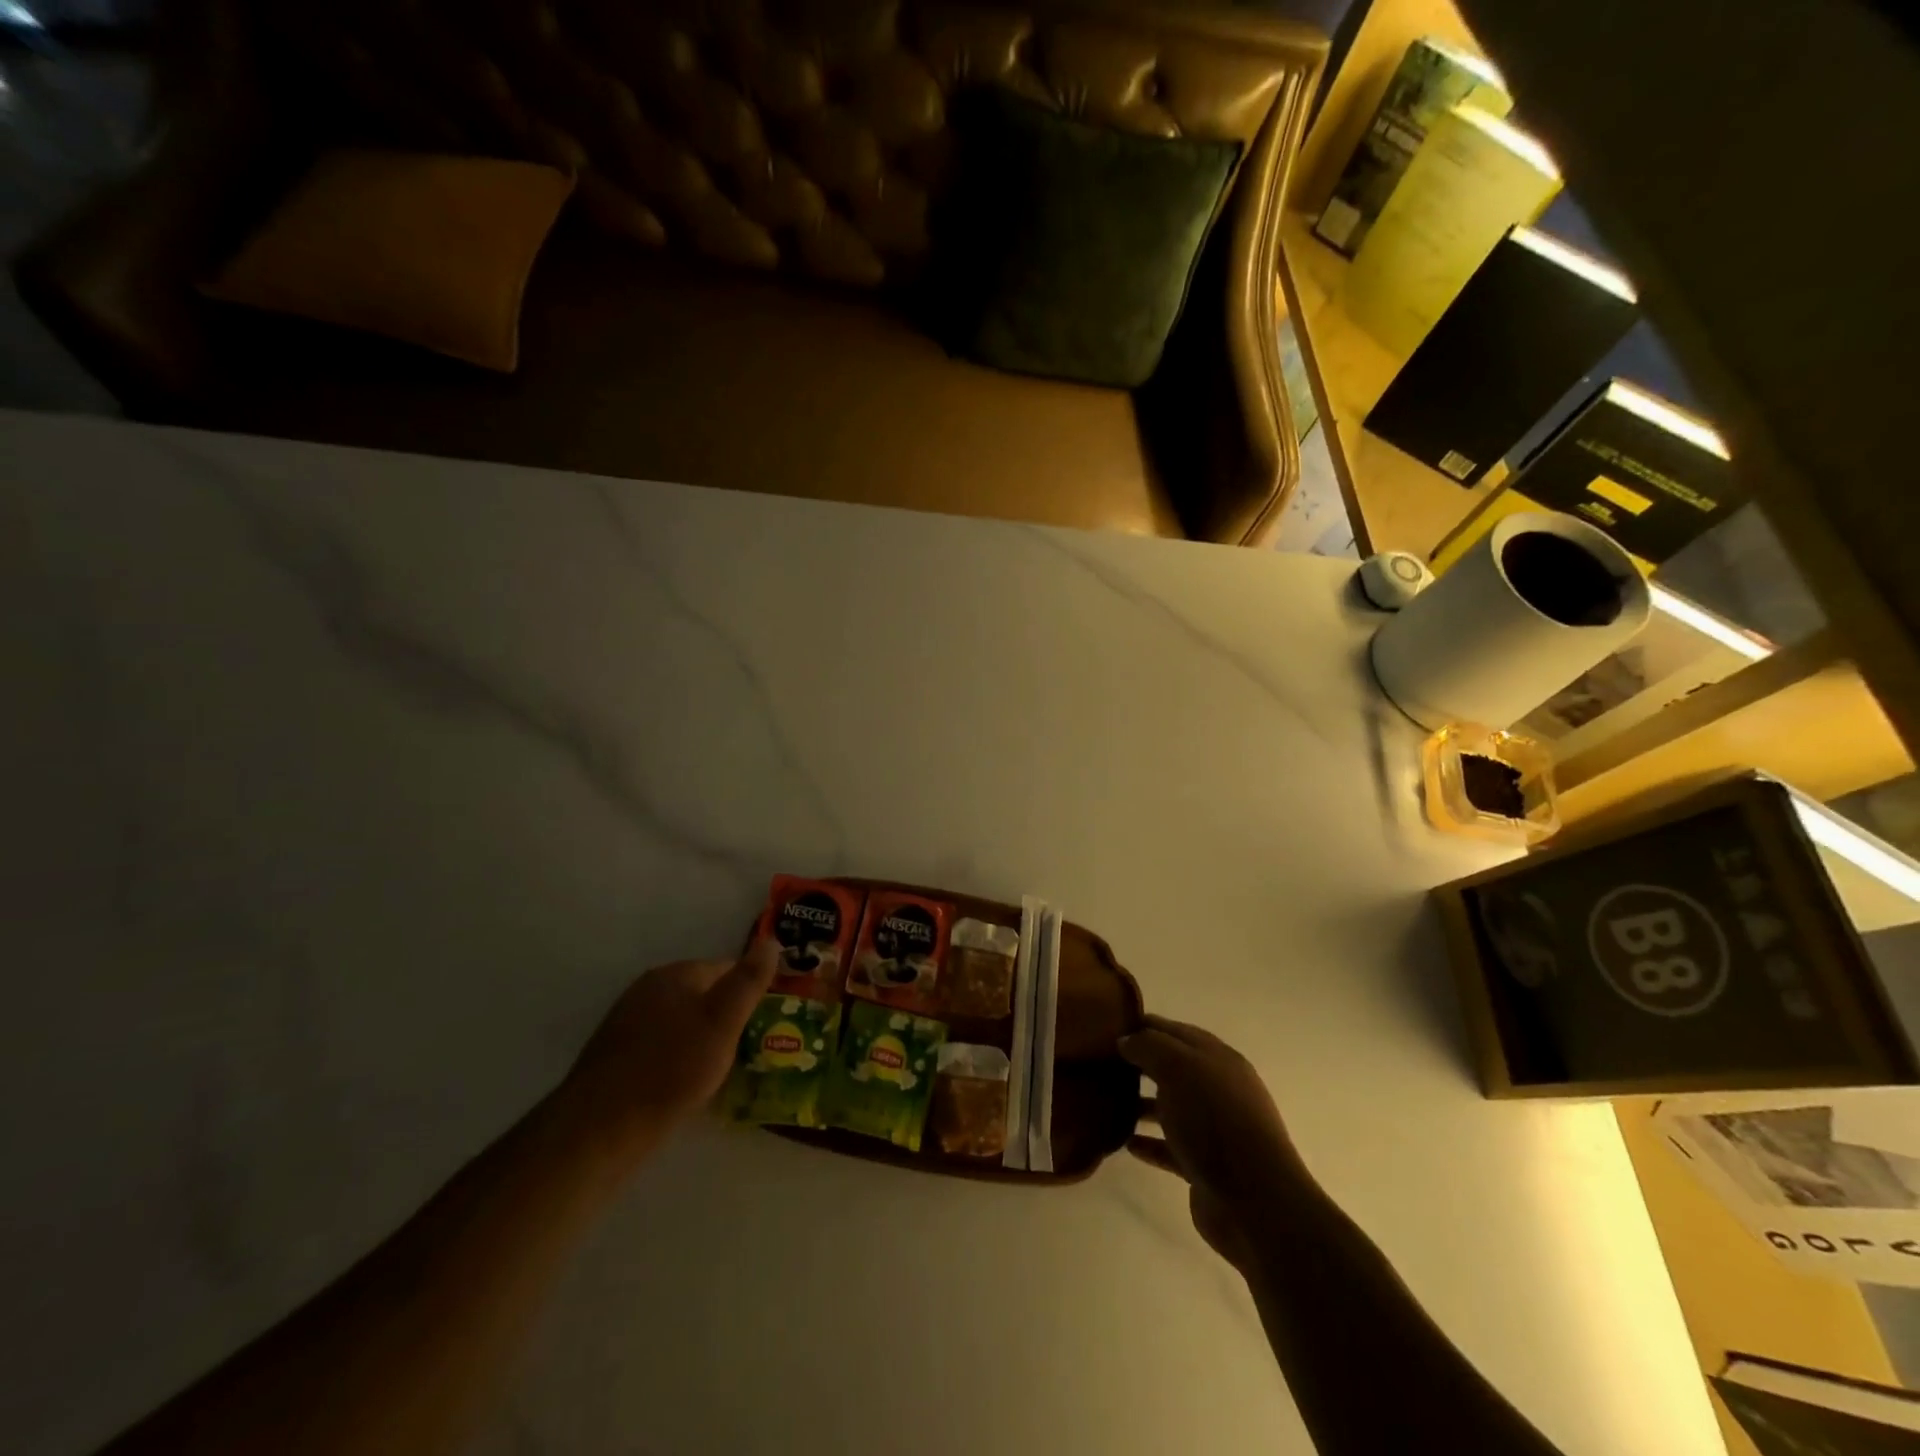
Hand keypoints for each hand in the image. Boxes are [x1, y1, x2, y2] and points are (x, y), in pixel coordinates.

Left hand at [554, 942, 777, 1166]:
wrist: (601, 1128)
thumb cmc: (672, 1069)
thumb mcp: (723, 1022)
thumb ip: (748, 981)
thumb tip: (771, 940)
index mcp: (674, 974)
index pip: (726, 969)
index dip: (749, 994)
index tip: (765, 1023)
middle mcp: (647, 990)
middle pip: (702, 996)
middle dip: (725, 1019)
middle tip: (746, 1051)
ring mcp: (627, 1022)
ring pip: (682, 1024)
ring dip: (702, 1042)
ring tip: (720, 1073)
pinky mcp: (615, 1056)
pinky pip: (661, 1048)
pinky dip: (678, 1061)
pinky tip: (684, 1087)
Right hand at [1122, 1015, 1309, 1273]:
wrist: (1255, 1202)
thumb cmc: (1215, 1122)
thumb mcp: (1178, 1068)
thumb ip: (1149, 1047)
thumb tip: (1126, 1040)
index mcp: (1218, 1059)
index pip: (1176, 1031)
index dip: (1144, 1025)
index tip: (1109, 1027)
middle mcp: (1218, 1089)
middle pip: (1174, 1068)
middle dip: (1141, 1064)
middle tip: (1103, 1063)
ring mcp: (1214, 1130)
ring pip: (1171, 1107)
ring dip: (1142, 1104)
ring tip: (1108, 1102)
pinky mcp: (1206, 1167)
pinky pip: (1170, 1147)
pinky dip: (1149, 1143)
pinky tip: (1126, 1143)